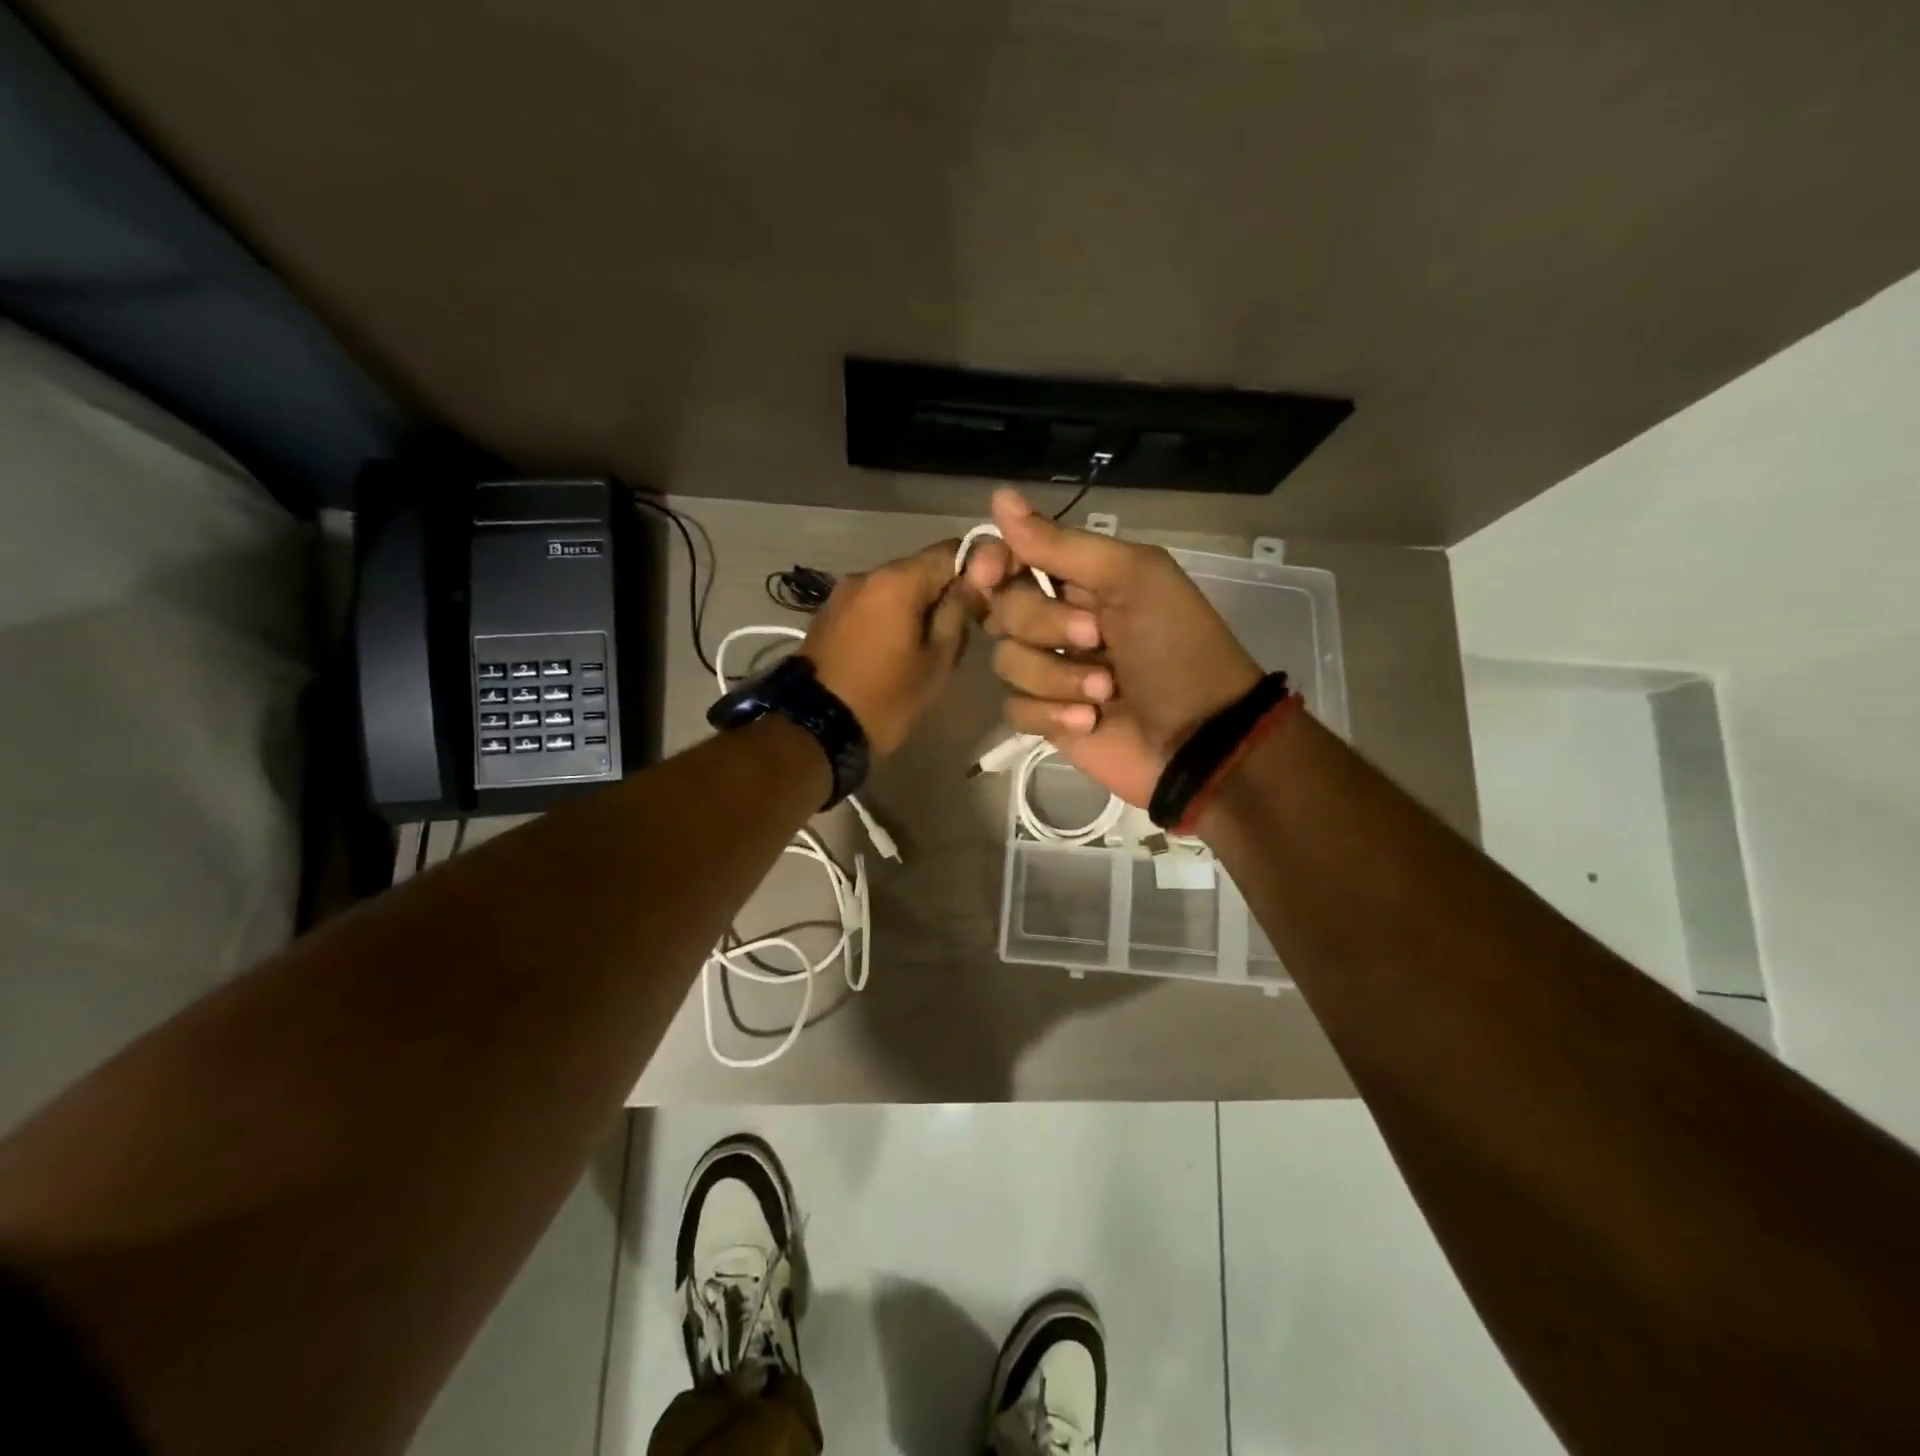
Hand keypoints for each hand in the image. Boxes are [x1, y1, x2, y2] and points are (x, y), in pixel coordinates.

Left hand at [801, 540, 983, 756]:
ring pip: (893, 588)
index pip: (949, 550)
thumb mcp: (936, 662)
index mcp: (897, 581)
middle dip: (942, 593)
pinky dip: (888, 617)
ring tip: (923, 647)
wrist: (816, 728)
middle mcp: (867, 575)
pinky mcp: (827, 614)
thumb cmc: (886, 698)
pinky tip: (892, 650)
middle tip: (957, 633)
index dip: (974, 569)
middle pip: (919, 569)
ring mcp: (842, 593)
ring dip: (914, 607)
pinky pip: (870, 604)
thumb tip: (972, 584)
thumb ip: (957, 614)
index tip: (983, 601)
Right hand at [963, 489, 1260, 805]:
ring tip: (1104, 691)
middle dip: (1046, 626)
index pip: (1012, 557)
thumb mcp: (1133, 578)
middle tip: (1096, 638)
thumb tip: (998, 496)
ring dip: (1056, 677)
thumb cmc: (1177, 648)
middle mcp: (1059, 621)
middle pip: (1003, 610)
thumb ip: (1063, 544)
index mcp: (1081, 579)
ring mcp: (1051, 672)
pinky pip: (1014, 708)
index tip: (992, 574)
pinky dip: (1050, 715)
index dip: (993, 563)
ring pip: (1006, 662)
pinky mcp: (1047, 719)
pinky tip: (1089, 722)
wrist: (1202, 738)